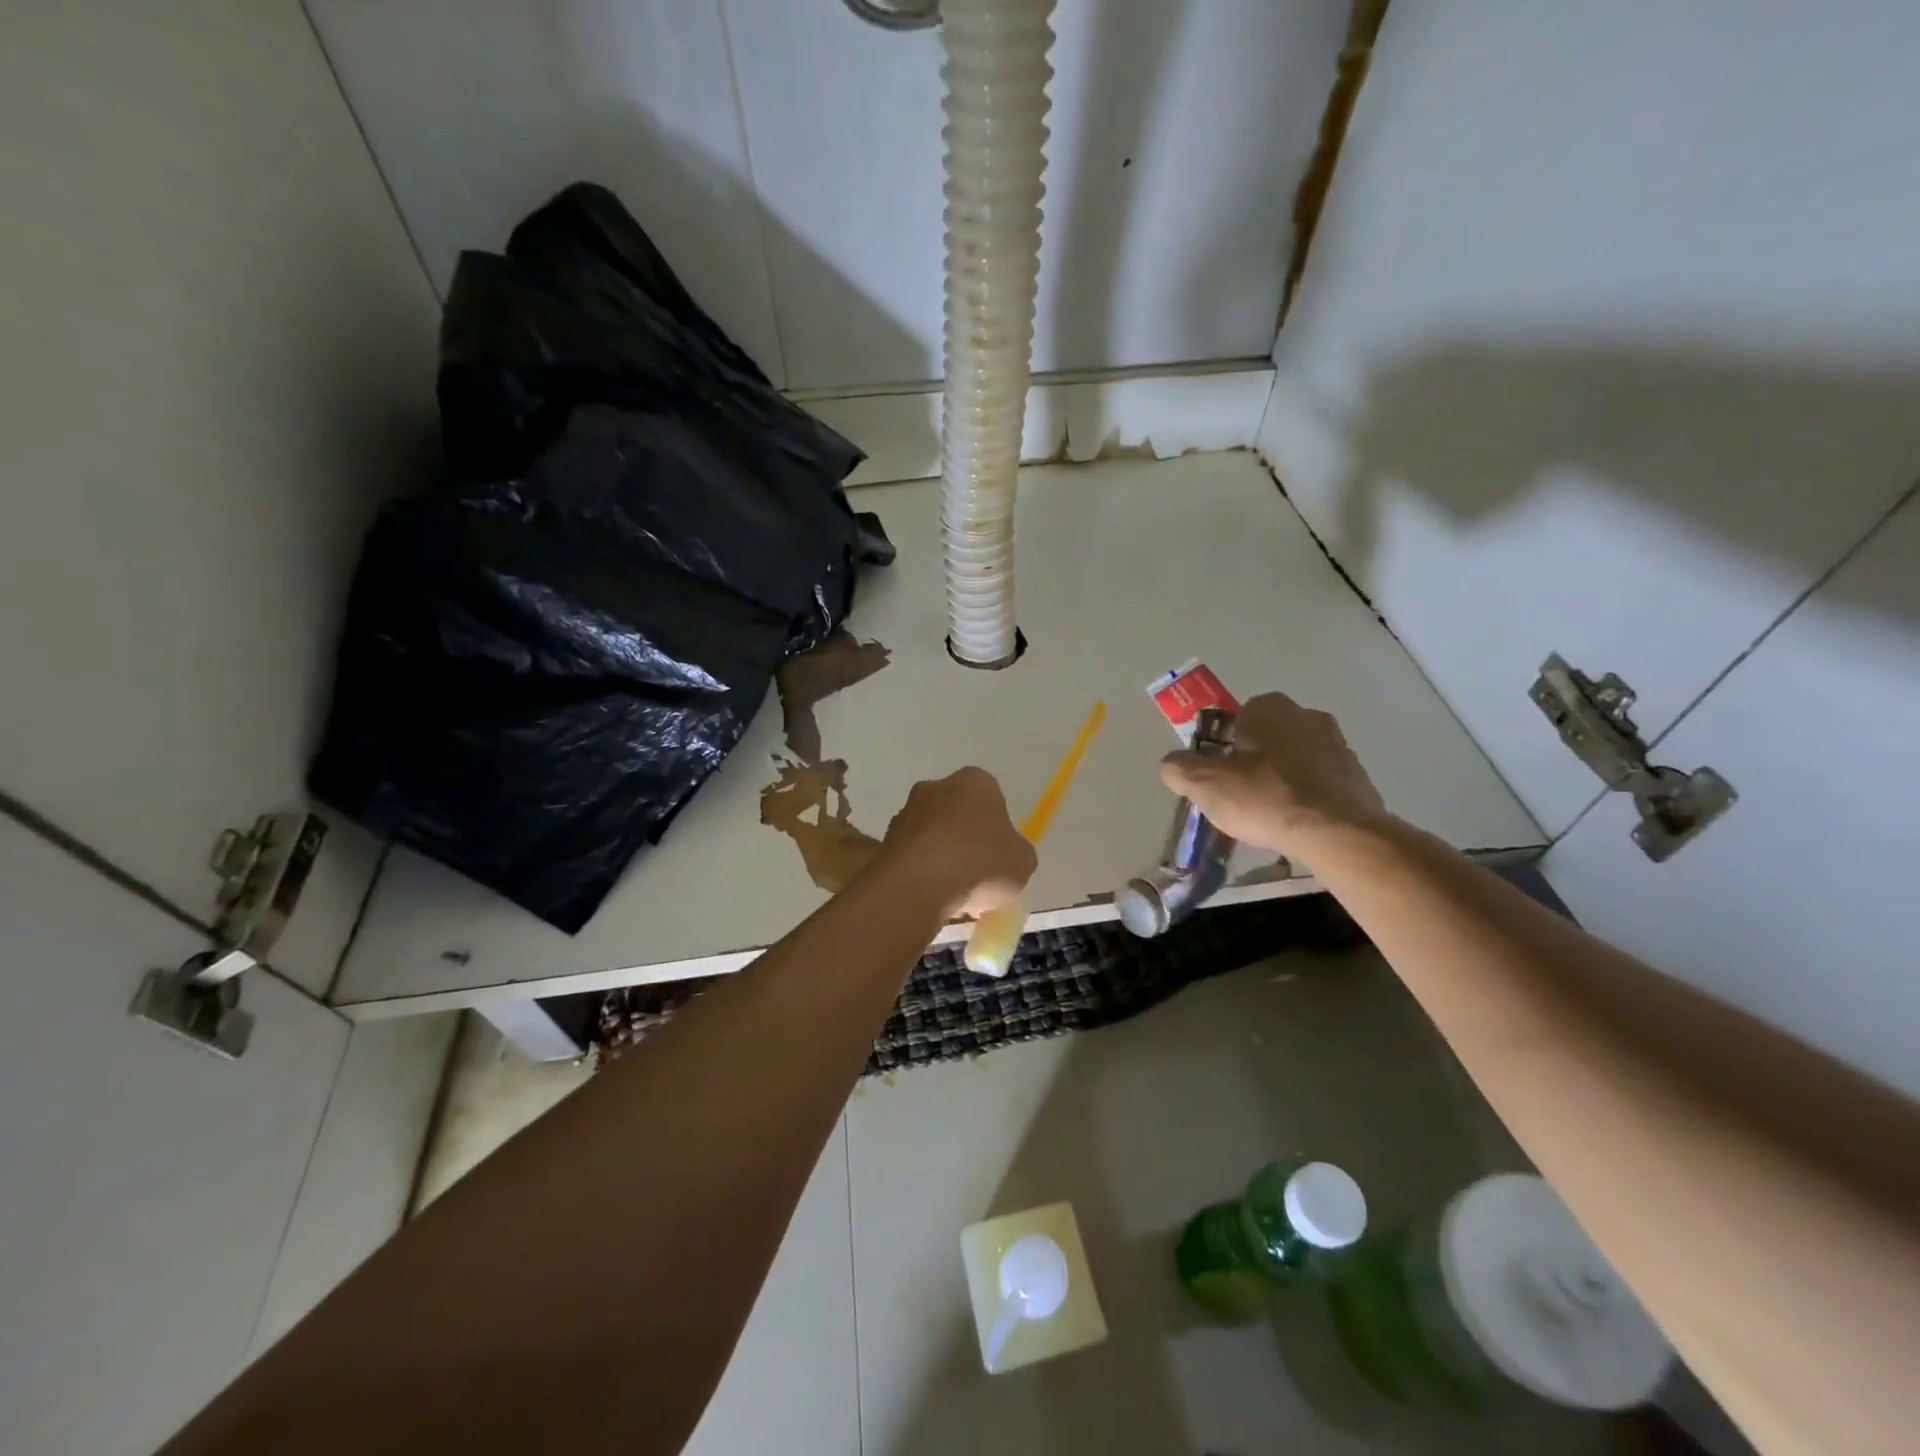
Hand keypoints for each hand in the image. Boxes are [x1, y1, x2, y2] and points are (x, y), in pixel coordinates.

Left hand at [879, 767, 1037, 917]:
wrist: (920, 885)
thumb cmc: (981, 863)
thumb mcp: (1023, 862)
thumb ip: (1016, 852)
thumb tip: (1005, 855)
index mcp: (975, 781)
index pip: (991, 798)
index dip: (996, 828)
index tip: (998, 855)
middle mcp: (936, 786)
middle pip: (957, 813)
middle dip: (964, 838)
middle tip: (976, 873)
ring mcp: (906, 811)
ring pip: (931, 833)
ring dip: (939, 854)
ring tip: (952, 892)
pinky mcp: (885, 839)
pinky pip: (911, 854)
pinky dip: (919, 870)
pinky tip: (930, 895)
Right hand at [1160, 692, 1388, 856]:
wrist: (1338, 833)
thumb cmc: (1265, 797)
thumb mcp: (1204, 784)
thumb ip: (1179, 768)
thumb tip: (1172, 764)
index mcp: (1269, 707)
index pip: (1236, 718)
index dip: (1223, 746)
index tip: (1218, 774)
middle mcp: (1307, 715)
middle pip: (1267, 737)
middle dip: (1253, 761)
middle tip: (1240, 794)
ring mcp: (1338, 745)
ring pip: (1296, 758)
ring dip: (1281, 778)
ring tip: (1269, 814)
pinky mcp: (1358, 776)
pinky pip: (1320, 782)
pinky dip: (1307, 797)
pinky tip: (1296, 822)